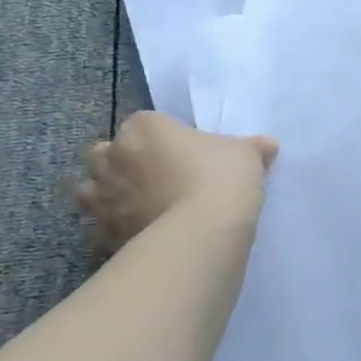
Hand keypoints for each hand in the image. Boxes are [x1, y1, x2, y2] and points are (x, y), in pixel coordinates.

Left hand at [76, 111, 277, 255]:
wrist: (201, 235)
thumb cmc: (221, 179)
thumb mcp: (247, 156)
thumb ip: (252, 148)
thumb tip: (267, 146)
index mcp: (143, 127)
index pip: (148, 123)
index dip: (166, 139)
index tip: (188, 155)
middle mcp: (112, 157)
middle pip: (107, 153)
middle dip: (124, 163)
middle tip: (159, 178)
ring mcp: (102, 198)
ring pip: (93, 190)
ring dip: (110, 196)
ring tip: (142, 208)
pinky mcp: (102, 235)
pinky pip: (104, 228)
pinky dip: (117, 231)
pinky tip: (142, 236)